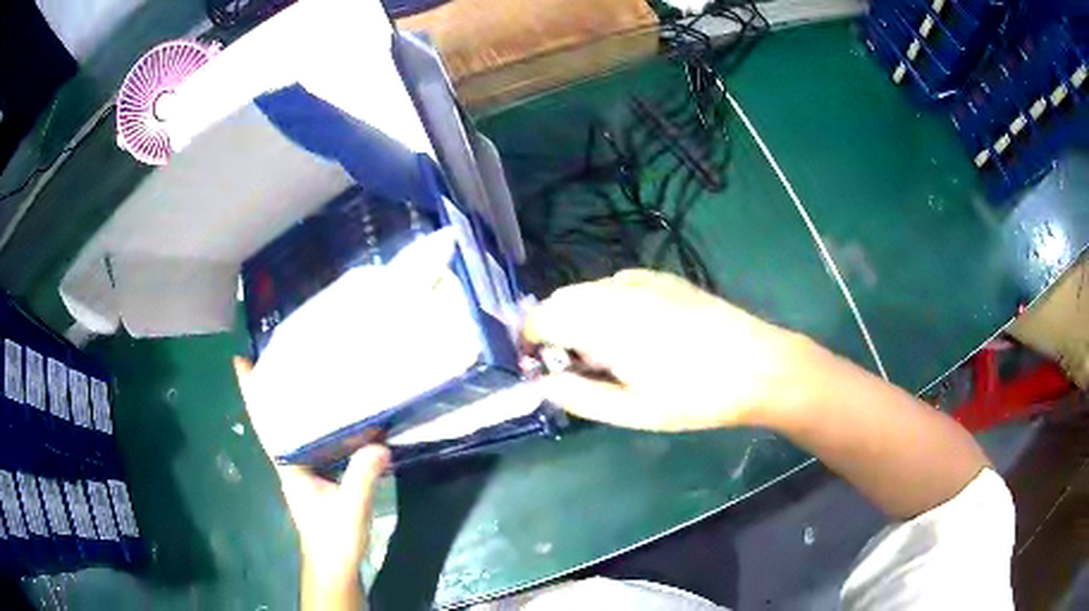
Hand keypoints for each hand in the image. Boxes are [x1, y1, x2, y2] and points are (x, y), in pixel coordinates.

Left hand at [233, 358, 389, 595]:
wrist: (334, 565)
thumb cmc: (335, 540)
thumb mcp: (350, 510)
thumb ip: (361, 478)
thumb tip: (379, 444)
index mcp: (290, 467)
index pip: (266, 424)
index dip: (252, 394)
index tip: (241, 361)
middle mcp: (290, 463)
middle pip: (274, 420)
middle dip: (269, 389)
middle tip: (275, 354)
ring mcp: (302, 471)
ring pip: (290, 429)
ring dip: (288, 402)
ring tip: (299, 373)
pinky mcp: (315, 478)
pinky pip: (308, 441)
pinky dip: (309, 422)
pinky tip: (327, 413)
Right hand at [524, 269, 797, 431]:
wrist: (758, 365)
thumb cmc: (694, 396)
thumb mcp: (633, 411)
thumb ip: (579, 396)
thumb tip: (542, 383)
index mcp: (604, 324)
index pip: (540, 318)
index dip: (528, 341)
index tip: (538, 368)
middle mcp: (616, 291)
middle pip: (560, 299)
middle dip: (552, 329)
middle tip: (574, 367)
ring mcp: (642, 280)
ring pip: (587, 290)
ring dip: (578, 316)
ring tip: (605, 353)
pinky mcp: (663, 278)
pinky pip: (615, 284)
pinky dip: (605, 304)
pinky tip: (631, 330)